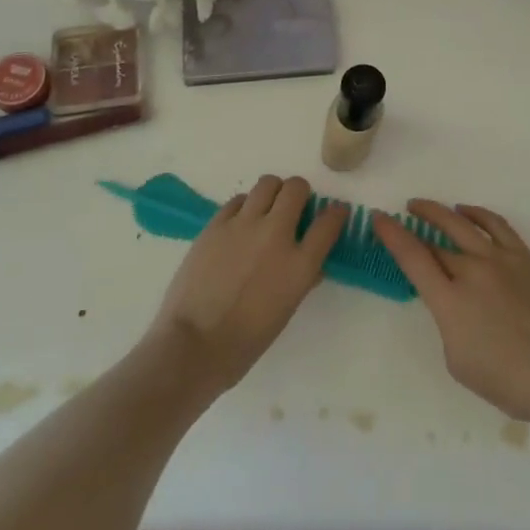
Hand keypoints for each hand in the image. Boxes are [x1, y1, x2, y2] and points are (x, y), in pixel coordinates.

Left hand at [148, 174, 346, 393]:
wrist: (192, 346)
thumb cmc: (244, 342)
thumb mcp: (285, 311)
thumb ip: (302, 279)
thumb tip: (311, 264)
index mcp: (299, 264)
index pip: (329, 222)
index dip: (336, 213)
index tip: (335, 213)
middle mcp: (276, 234)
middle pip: (297, 188)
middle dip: (300, 193)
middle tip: (294, 207)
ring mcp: (244, 225)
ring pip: (267, 184)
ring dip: (273, 193)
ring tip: (266, 209)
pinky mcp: (217, 224)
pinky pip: (238, 200)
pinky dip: (245, 206)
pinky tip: (240, 223)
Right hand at [373, 201, 529, 424]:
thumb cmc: (506, 381)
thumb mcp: (457, 360)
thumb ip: (448, 321)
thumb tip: (453, 299)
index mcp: (450, 300)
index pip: (412, 257)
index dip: (392, 234)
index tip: (378, 218)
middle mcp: (471, 270)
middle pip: (435, 241)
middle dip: (413, 226)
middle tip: (400, 216)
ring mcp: (499, 258)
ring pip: (461, 223)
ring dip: (439, 211)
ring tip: (423, 206)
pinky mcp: (523, 256)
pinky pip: (496, 224)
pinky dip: (477, 213)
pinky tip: (466, 212)